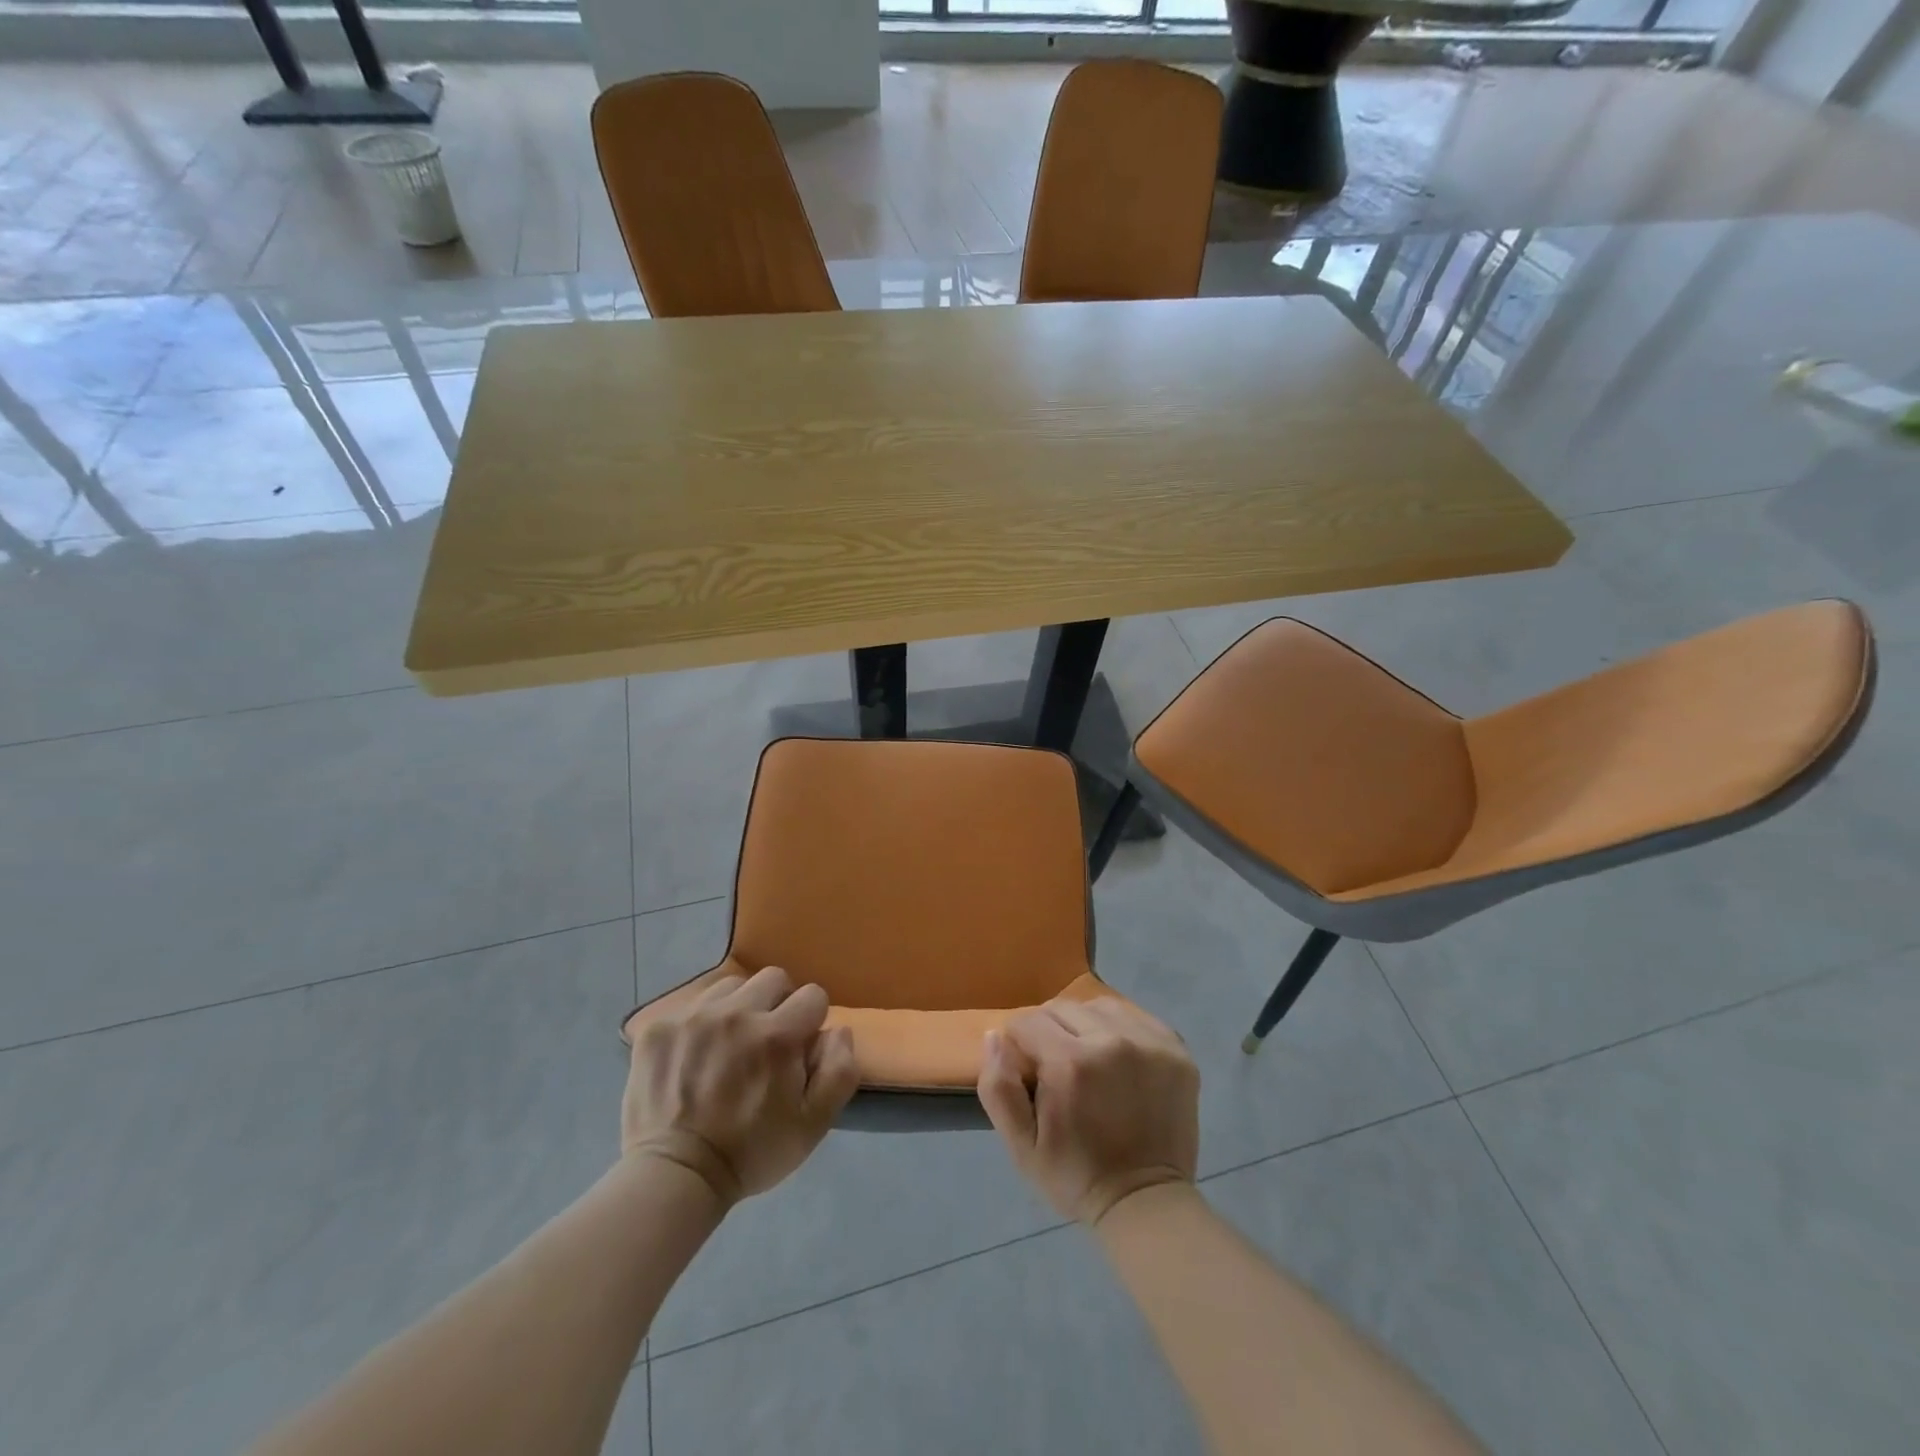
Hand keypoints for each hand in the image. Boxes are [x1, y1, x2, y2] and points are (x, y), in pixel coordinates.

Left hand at [621, 966, 858, 1208]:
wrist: (675, 1177)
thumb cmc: (751, 1152)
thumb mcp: (814, 1124)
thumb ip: (840, 1070)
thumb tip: (837, 1030)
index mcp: (777, 1036)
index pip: (813, 996)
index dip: (811, 1023)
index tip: (798, 1050)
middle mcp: (737, 1013)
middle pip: (774, 979)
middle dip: (778, 1005)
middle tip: (765, 1042)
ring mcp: (694, 1016)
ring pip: (732, 986)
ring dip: (739, 1008)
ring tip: (728, 1045)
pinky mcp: (659, 1026)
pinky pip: (693, 1003)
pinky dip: (701, 1021)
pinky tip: (696, 1054)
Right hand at [977, 997, 1198, 1225]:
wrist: (1146, 1203)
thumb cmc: (1076, 1176)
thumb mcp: (1021, 1145)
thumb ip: (998, 1087)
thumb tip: (994, 1035)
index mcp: (1070, 1062)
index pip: (1027, 1021)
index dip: (1019, 1044)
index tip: (1027, 1072)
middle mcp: (1111, 1040)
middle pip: (1062, 1008)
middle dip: (1049, 1032)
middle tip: (1056, 1068)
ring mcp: (1149, 1042)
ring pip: (1098, 1006)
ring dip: (1085, 1025)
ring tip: (1087, 1059)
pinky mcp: (1176, 1049)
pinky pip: (1135, 1017)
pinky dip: (1120, 1030)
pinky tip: (1118, 1059)